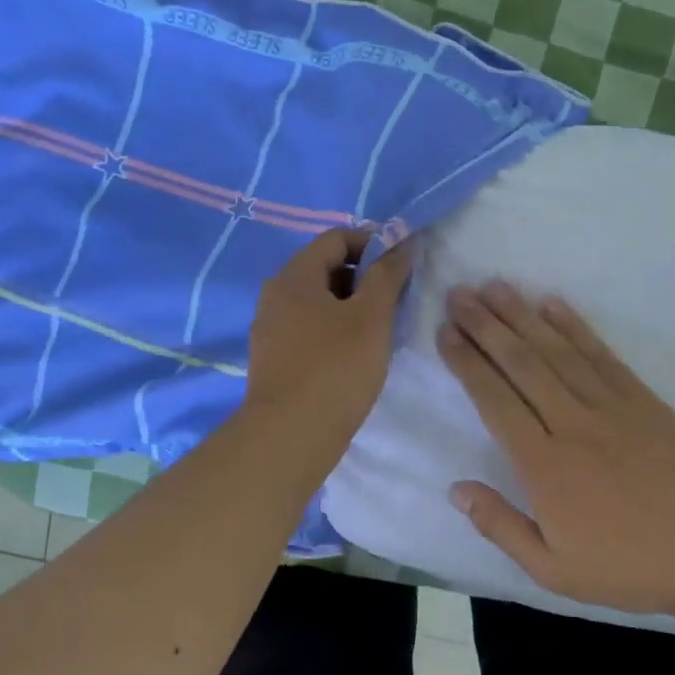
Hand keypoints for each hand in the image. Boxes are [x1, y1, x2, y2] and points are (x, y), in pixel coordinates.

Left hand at [245, 228, 411, 446]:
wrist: (290, 436)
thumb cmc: (335, 368)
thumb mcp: (371, 316)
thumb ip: (387, 274)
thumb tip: (400, 243)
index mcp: (294, 276)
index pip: (337, 238)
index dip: (374, 243)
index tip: (403, 266)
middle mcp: (275, 295)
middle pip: (326, 268)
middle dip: (365, 277)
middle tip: (396, 302)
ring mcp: (271, 329)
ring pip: (319, 303)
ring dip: (352, 307)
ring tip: (381, 332)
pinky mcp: (275, 360)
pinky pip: (310, 330)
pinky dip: (336, 331)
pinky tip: (356, 357)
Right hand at [440, 282, 674, 616]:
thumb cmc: (627, 566)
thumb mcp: (552, 569)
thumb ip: (500, 526)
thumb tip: (455, 489)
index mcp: (544, 466)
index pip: (495, 401)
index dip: (468, 364)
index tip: (446, 333)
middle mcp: (572, 424)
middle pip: (522, 365)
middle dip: (486, 326)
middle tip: (459, 294)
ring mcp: (610, 406)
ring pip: (557, 351)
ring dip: (522, 316)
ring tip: (494, 287)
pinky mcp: (642, 399)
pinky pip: (601, 355)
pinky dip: (575, 327)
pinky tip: (552, 304)